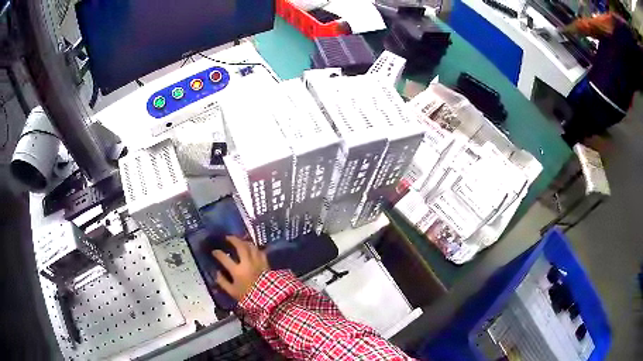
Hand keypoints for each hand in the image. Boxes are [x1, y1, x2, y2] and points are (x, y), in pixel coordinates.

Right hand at [212, 236, 269, 300]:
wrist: (269, 299)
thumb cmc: (249, 297)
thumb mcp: (232, 292)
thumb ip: (223, 282)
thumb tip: (216, 273)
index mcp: (237, 271)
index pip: (225, 258)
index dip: (218, 253)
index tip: (214, 251)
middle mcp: (247, 263)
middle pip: (240, 247)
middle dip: (233, 240)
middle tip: (227, 237)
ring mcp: (258, 262)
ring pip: (251, 246)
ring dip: (244, 241)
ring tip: (240, 240)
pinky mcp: (266, 263)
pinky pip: (260, 251)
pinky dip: (254, 248)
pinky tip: (252, 248)